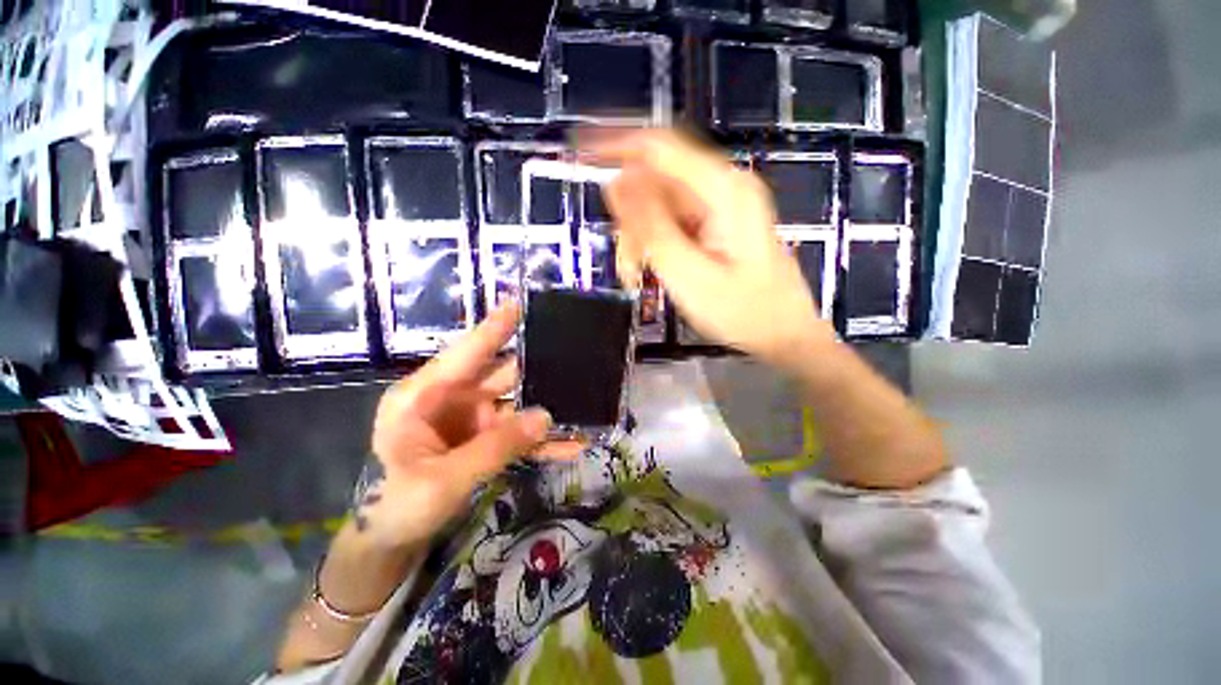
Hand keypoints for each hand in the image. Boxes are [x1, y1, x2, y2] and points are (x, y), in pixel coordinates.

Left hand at [357, 303, 580, 550]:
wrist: (387, 542)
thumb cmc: (396, 505)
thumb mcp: (442, 479)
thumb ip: (495, 447)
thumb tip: (546, 417)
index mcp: (426, 395)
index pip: (467, 352)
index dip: (495, 327)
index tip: (522, 303)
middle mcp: (453, 399)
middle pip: (502, 375)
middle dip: (537, 366)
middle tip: (574, 354)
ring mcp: (473, 421)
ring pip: (518, 405)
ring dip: (548, 407)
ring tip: (585, 398)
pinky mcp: (486, 441)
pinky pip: (520, 435)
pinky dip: (543, 440)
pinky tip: (573, 444)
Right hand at [582, 129, 834, 366]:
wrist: (783, 334)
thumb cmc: (742, 312)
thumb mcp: (688, 274)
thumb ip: (651, 227)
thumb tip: (616, 182)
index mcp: (723, 190)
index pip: (658, 147)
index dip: (615, 145)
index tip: (580, 154)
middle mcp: (722, 187)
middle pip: (657, 180)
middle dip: (631, 218)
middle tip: (627, 262)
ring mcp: (720, 206)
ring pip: (660, 204)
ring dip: (642, 236)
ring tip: (639, 274)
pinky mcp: (716, 223)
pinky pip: (673, 221)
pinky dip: (655, 242)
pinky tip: (654, 268)